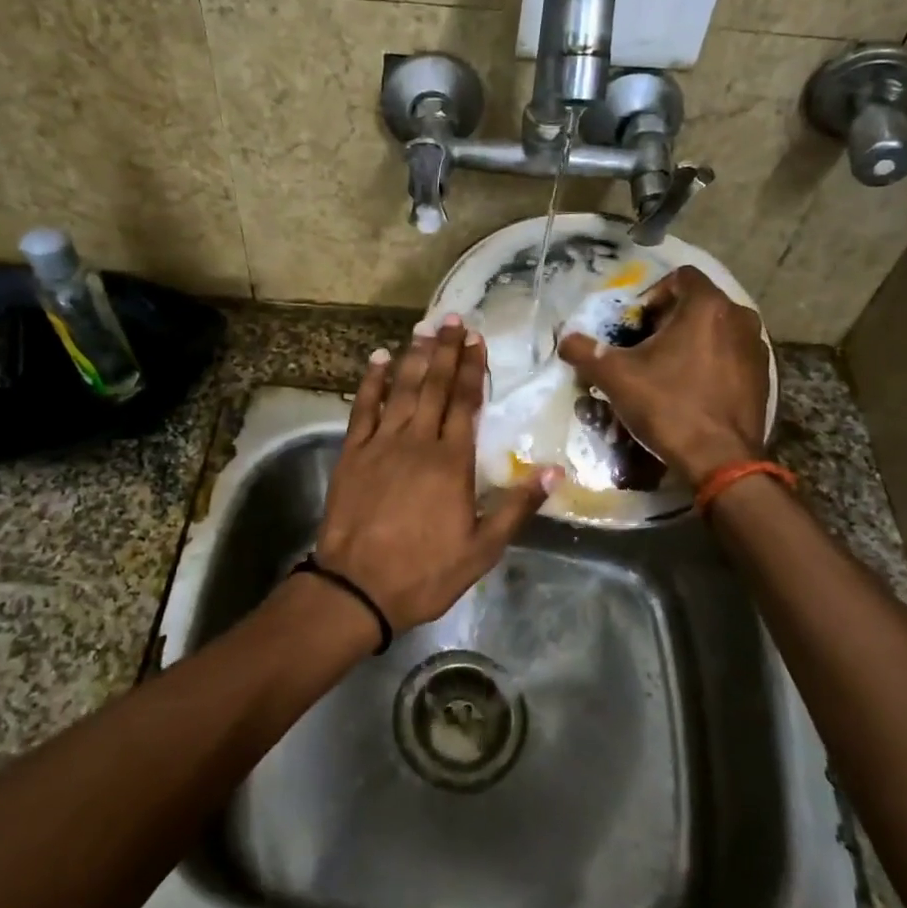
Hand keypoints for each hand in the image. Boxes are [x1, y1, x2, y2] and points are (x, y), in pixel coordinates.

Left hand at [316, 315, 559, 631]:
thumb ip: (517, 507)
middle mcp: (417, 442)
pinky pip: (363, 408)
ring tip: (424, 328)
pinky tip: (379, 359)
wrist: (356, 588)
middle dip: (445, 351)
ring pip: (401, 390)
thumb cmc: (424, 571)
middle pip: (434, 386)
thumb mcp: (482, 549)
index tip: (476, 340)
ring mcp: (381, 444)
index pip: (465, 403)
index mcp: (451, 462)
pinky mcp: (352, 453)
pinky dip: (371, 382)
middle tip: (453, 319)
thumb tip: (554, 471)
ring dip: (414, 357)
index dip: (471, 369)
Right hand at [558, 265, 770, 483]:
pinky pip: (730, 354)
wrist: (720, 460)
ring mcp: (756, 347)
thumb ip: (585, 351)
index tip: (635, 325)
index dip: (651, 295)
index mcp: (707, 306)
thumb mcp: (616, 377)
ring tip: (666, 370)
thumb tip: (565, 340)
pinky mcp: (763, 375)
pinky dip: (710, 361)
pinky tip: (691, 389)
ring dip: (689, 341)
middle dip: (668, 321)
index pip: (679, 277)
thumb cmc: (668, 407)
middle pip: (697, 303)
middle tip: (643, 349)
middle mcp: (739, 317)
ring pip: (715, 329)